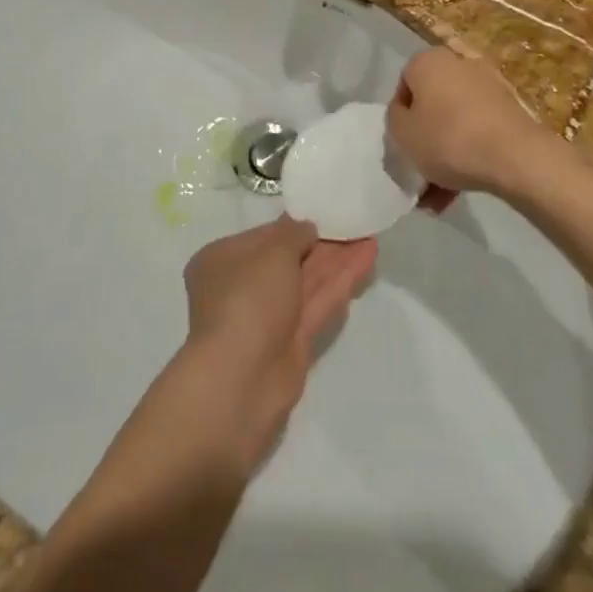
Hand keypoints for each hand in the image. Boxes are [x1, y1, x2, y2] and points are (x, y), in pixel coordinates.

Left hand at [181, 218, 376, 464]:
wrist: (241, 379)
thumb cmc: (247, 299)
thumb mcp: (271, 252)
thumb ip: (293, 234)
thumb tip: (306, 229)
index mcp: (223, 260)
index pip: (263, 236)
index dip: (294, 225)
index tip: (324, 212)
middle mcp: (243, 286)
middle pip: (288, 259)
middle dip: (322, 242)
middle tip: (355, 222)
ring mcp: (269, 316)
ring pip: (308, 281)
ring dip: (338, 260)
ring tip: (370, 236)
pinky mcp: (293, 342)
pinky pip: (318, 303)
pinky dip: (340, 282)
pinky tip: (366, 261)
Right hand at [387, 48, 550, 199]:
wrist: (516, 157)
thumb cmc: (448, 139)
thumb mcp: (401, 132)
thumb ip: (395, 118)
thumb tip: (406, 113)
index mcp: (428, 61)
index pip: (404, 85)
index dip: (400, 117)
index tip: (404, 143)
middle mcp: (459, 64)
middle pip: (432, 105)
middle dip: (425, 140)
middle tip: (421, 170)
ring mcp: (489, 86)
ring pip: (455, 122)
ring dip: (445, 155)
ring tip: (440, 196)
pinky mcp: (511, 110)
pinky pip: (479, 130)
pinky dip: (469, 153)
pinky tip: (462, 190)